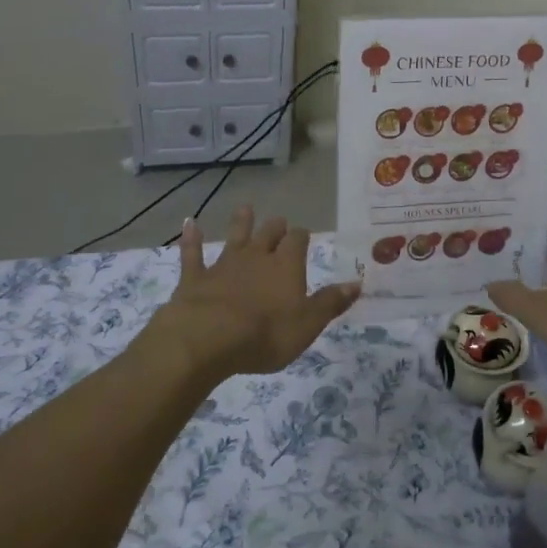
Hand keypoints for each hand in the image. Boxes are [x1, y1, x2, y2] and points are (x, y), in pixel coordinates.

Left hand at [148, 207, 360, 377]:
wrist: (208, 338)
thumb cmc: (265, 334)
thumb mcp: (308, 324)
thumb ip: (330, 302)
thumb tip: (357, 283)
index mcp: (286, 266)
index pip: (298, 241)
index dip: (301, 237)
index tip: (304, 235)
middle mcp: (257, 257)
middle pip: (268, 234)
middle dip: (275, 228)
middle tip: (279, 222)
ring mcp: (224, 265)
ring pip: (235, 237)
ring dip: (241, 223)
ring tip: (245, 209)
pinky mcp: (195, 278)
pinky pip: (193, 254)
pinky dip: (192, 239)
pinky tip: (189, 223)